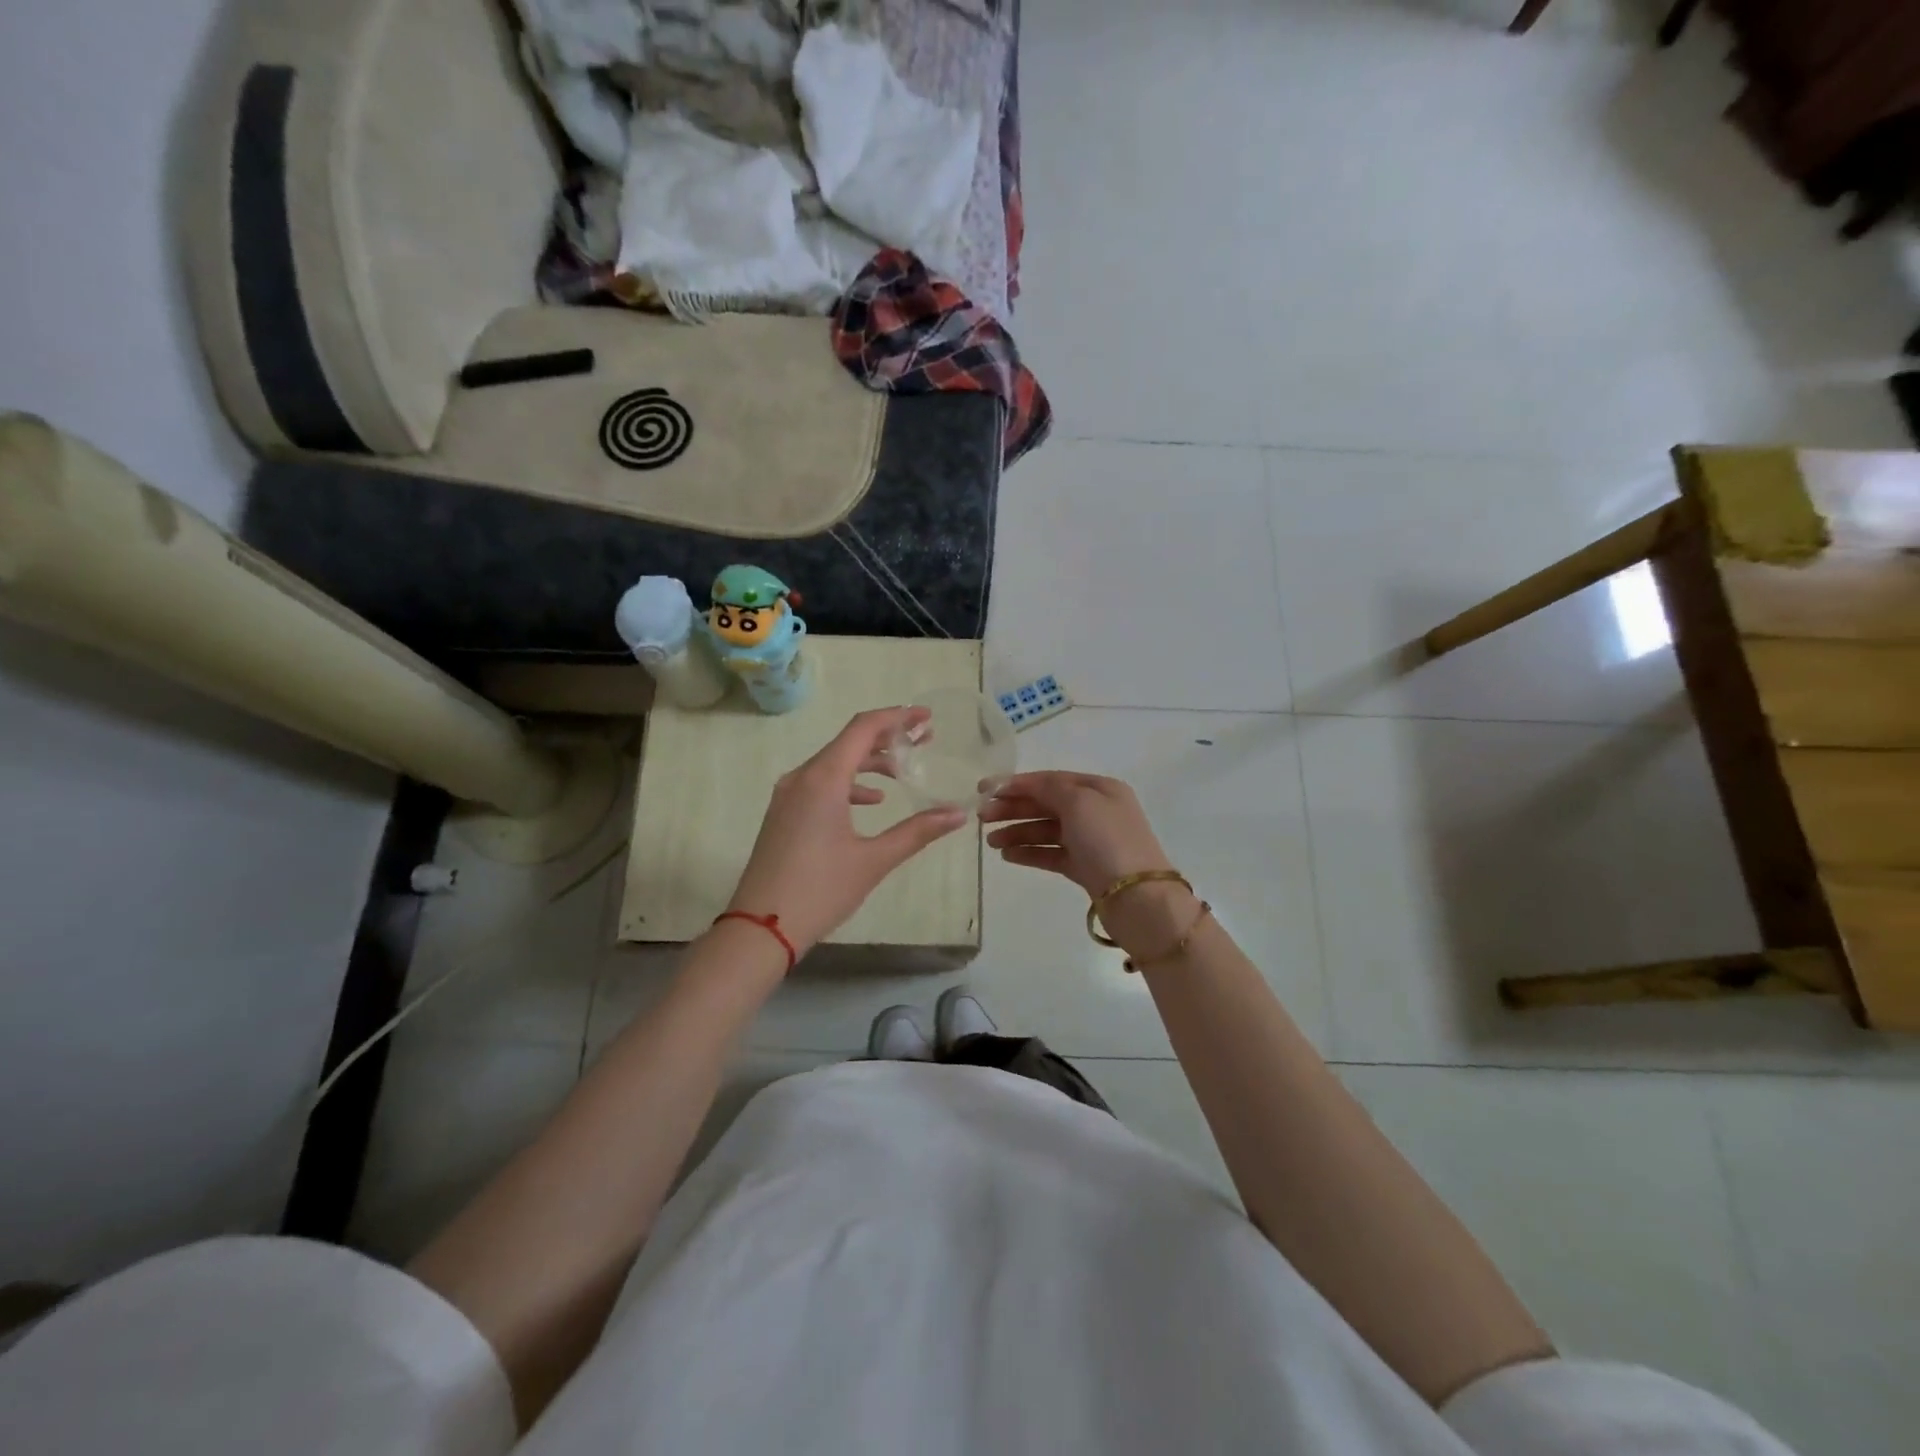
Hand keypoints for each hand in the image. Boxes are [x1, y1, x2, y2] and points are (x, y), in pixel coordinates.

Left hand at [726, 708, 968, 958]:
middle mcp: (802, 777)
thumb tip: (958, 814)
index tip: (926, 717)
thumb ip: (918, 831)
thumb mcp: (874, 860)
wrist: (760, 928)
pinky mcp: (784, 813)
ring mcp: (788, 795)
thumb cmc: (820, 890)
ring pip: (834, 763)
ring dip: (870, 762)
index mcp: (823, 779)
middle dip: (889, 738)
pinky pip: (820, 783)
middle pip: (849, 742)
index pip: (863, 728)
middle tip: (925, 741)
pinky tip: (873, 801)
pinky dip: (849, 783)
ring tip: (904, 771)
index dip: (897, 717)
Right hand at [981, 771, 1173, 897]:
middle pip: (1046, 804)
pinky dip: (1029, 852)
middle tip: (982, 818)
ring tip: (991, 842)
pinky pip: (1051, 854)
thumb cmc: (1108, 841)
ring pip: (1046, 830)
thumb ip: (1049, 788)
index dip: (1017, 783)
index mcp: (1099, 789)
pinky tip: (1007, 855)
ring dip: (1017, 832)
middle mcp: (1096, 811)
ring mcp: (1090, 841)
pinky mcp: (1085, 868)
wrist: (1138, 898)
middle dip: (1013, 808)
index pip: (1051, 780)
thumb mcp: (1079, 802)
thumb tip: (1029, 785)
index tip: (985, 790)